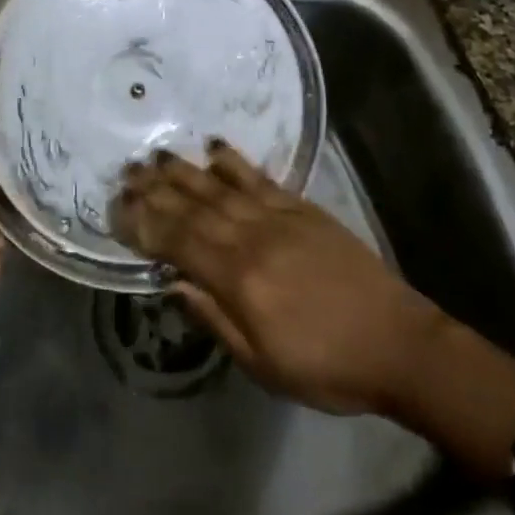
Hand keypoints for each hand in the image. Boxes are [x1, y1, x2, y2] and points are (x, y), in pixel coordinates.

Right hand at [114, 141, 450, 414]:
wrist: (397, 342)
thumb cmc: (326, 367)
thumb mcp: (263, 364)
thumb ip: (215, 319)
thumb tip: (173, 283)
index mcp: (239, 280)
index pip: (180, 242)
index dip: (145, 223)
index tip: (117, 208)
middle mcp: (252, 238)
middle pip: (195, 207)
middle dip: (157, 189)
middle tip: (126, 172)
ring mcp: (278, 217)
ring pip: (220, 187)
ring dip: (185, 170)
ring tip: (156, 155)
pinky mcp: (301, 208)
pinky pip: (259, 178)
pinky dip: (233, 162)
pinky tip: (214, 147)